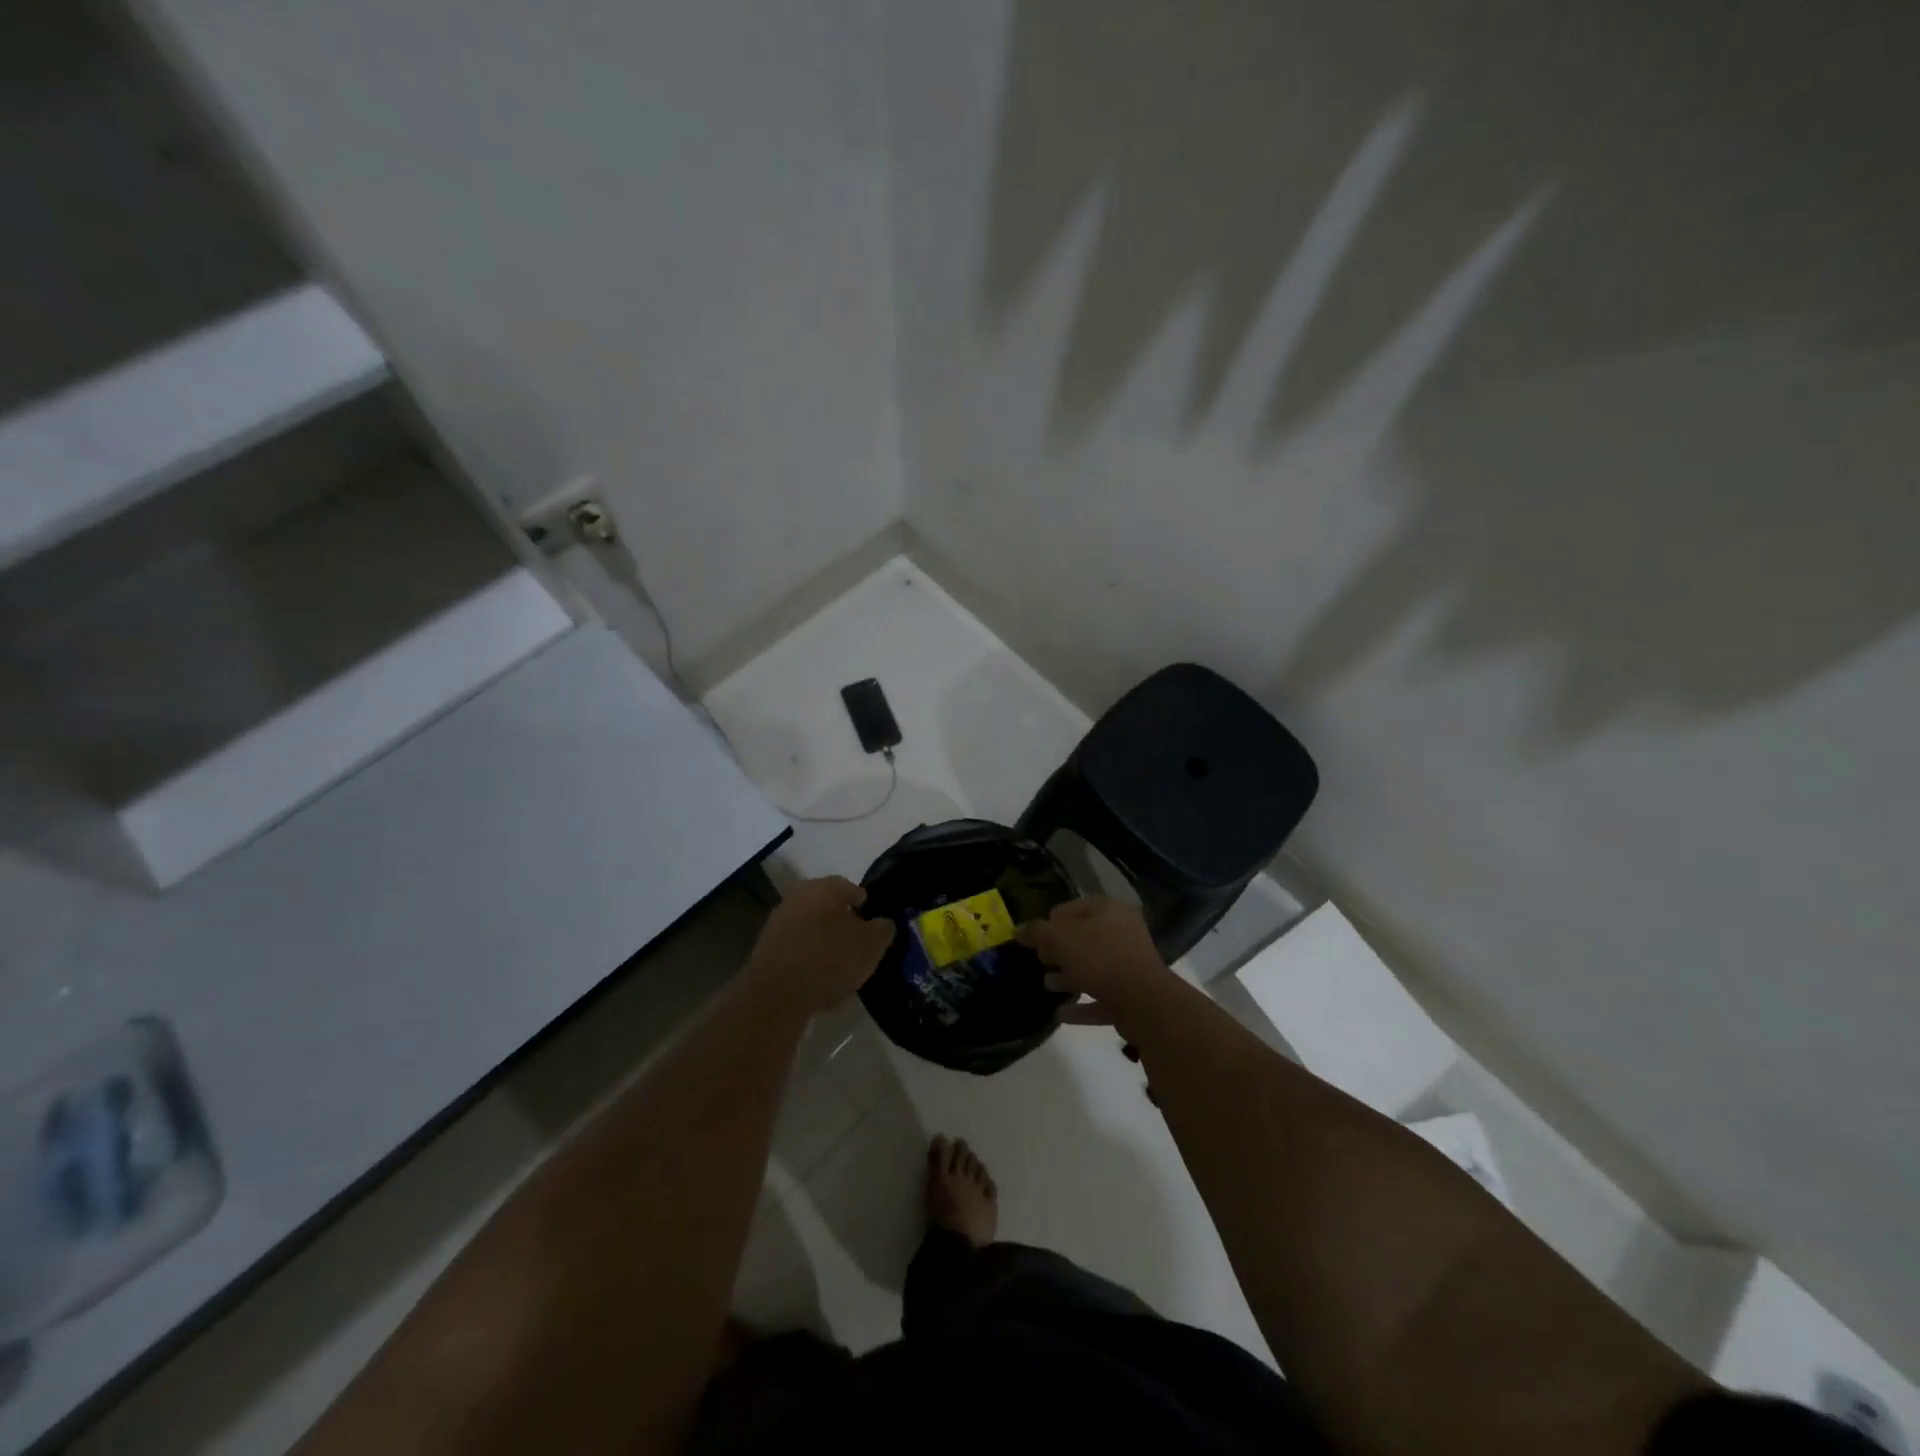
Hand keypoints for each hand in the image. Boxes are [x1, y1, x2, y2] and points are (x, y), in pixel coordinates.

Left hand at [745, 876, 895, 1013]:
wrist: (777, 994)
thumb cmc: (830, 959)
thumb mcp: (871, 945)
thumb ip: (883, 929)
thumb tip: (883, 923)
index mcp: (824, 888)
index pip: (850, 887)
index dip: (864, 904)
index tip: (873, 923)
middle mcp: (798, 897)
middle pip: (826, 905)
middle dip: (842, 920)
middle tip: (857, 942)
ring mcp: (778, 921)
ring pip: (810, 925)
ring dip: (823, 939)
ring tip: (839, 963)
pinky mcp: (765, 948)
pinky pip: (795, 946)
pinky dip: (807, 956)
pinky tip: (817, 976)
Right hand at [1017, 897, 1176, 1025]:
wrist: (1144, 1001)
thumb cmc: (1100, 958)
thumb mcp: (1060, 939)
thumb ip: (1037, 932)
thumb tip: (1018, 930)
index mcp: (1109, 911)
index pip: (1074, 907)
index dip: (1051, 921)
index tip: (1034, 938)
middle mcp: (1123, 933)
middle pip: (1084, 938)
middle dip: (1059, 951)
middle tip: (1041, 961)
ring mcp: (1130, 965)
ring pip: (1093, 968)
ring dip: (1069, 977)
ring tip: (1047, 985)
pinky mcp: (1132, 996)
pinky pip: (1101, 997)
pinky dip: (1082, 1005)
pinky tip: (1061, 1014)